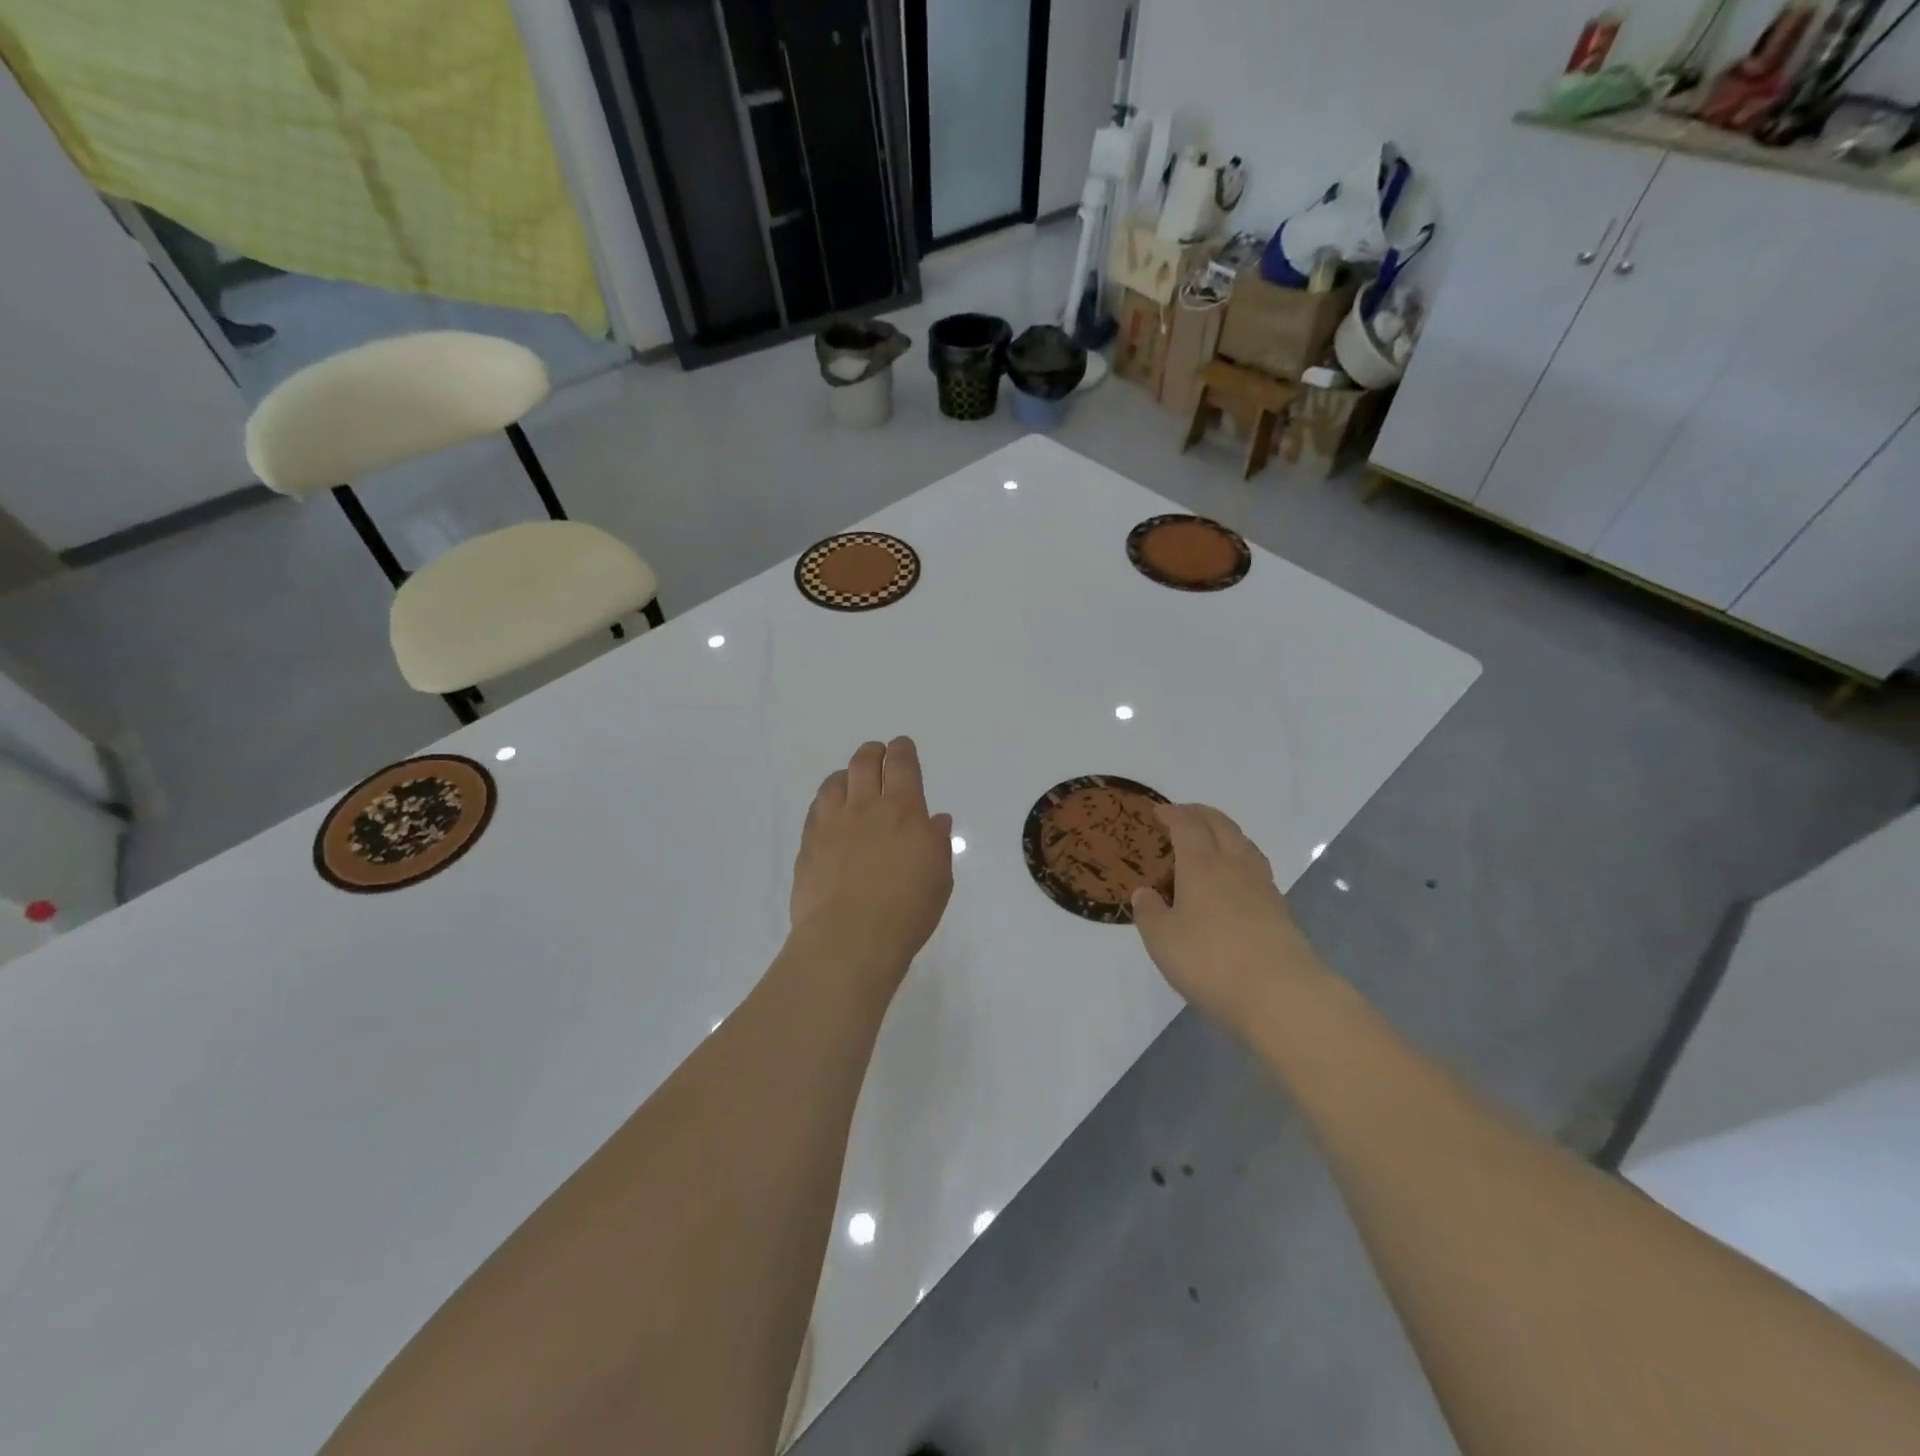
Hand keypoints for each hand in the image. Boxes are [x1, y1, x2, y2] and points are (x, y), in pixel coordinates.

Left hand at [790, 738, 954, 981]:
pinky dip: (826, 800)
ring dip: (845, 774)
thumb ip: (937, 842)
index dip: (902, 750)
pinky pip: (815, 809)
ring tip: (849, 778)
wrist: (850, 938)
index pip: (902, 766)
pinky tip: (829, 809)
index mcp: (904, 811)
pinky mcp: (809, 844)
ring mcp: (832, 824)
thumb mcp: (939, 877)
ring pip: (835, 782)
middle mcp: (866, 808)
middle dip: (872, 753)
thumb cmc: (907, 910)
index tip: (901, 746)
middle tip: (876, 753)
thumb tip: (935, 819)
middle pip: (864, 764)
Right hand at [1130, 804, 1325, 1028]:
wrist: (1281, 994)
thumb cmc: (1210, 961)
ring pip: (1244, 844)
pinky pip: (1256, 869)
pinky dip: (1240, 861)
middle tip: (1183, 815)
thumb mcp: (1162, 940)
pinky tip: (1234, 880)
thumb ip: (1150, 913)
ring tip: (1211, 840)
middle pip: (1221, 825)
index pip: (1187, 825)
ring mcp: (1263, 886)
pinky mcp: (1281, 910)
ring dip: (1225, 833)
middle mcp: (1234, 866)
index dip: (1173, 814)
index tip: (1159, 812)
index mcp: (1202, 864)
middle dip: (1200, 814)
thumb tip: (1144, 892)